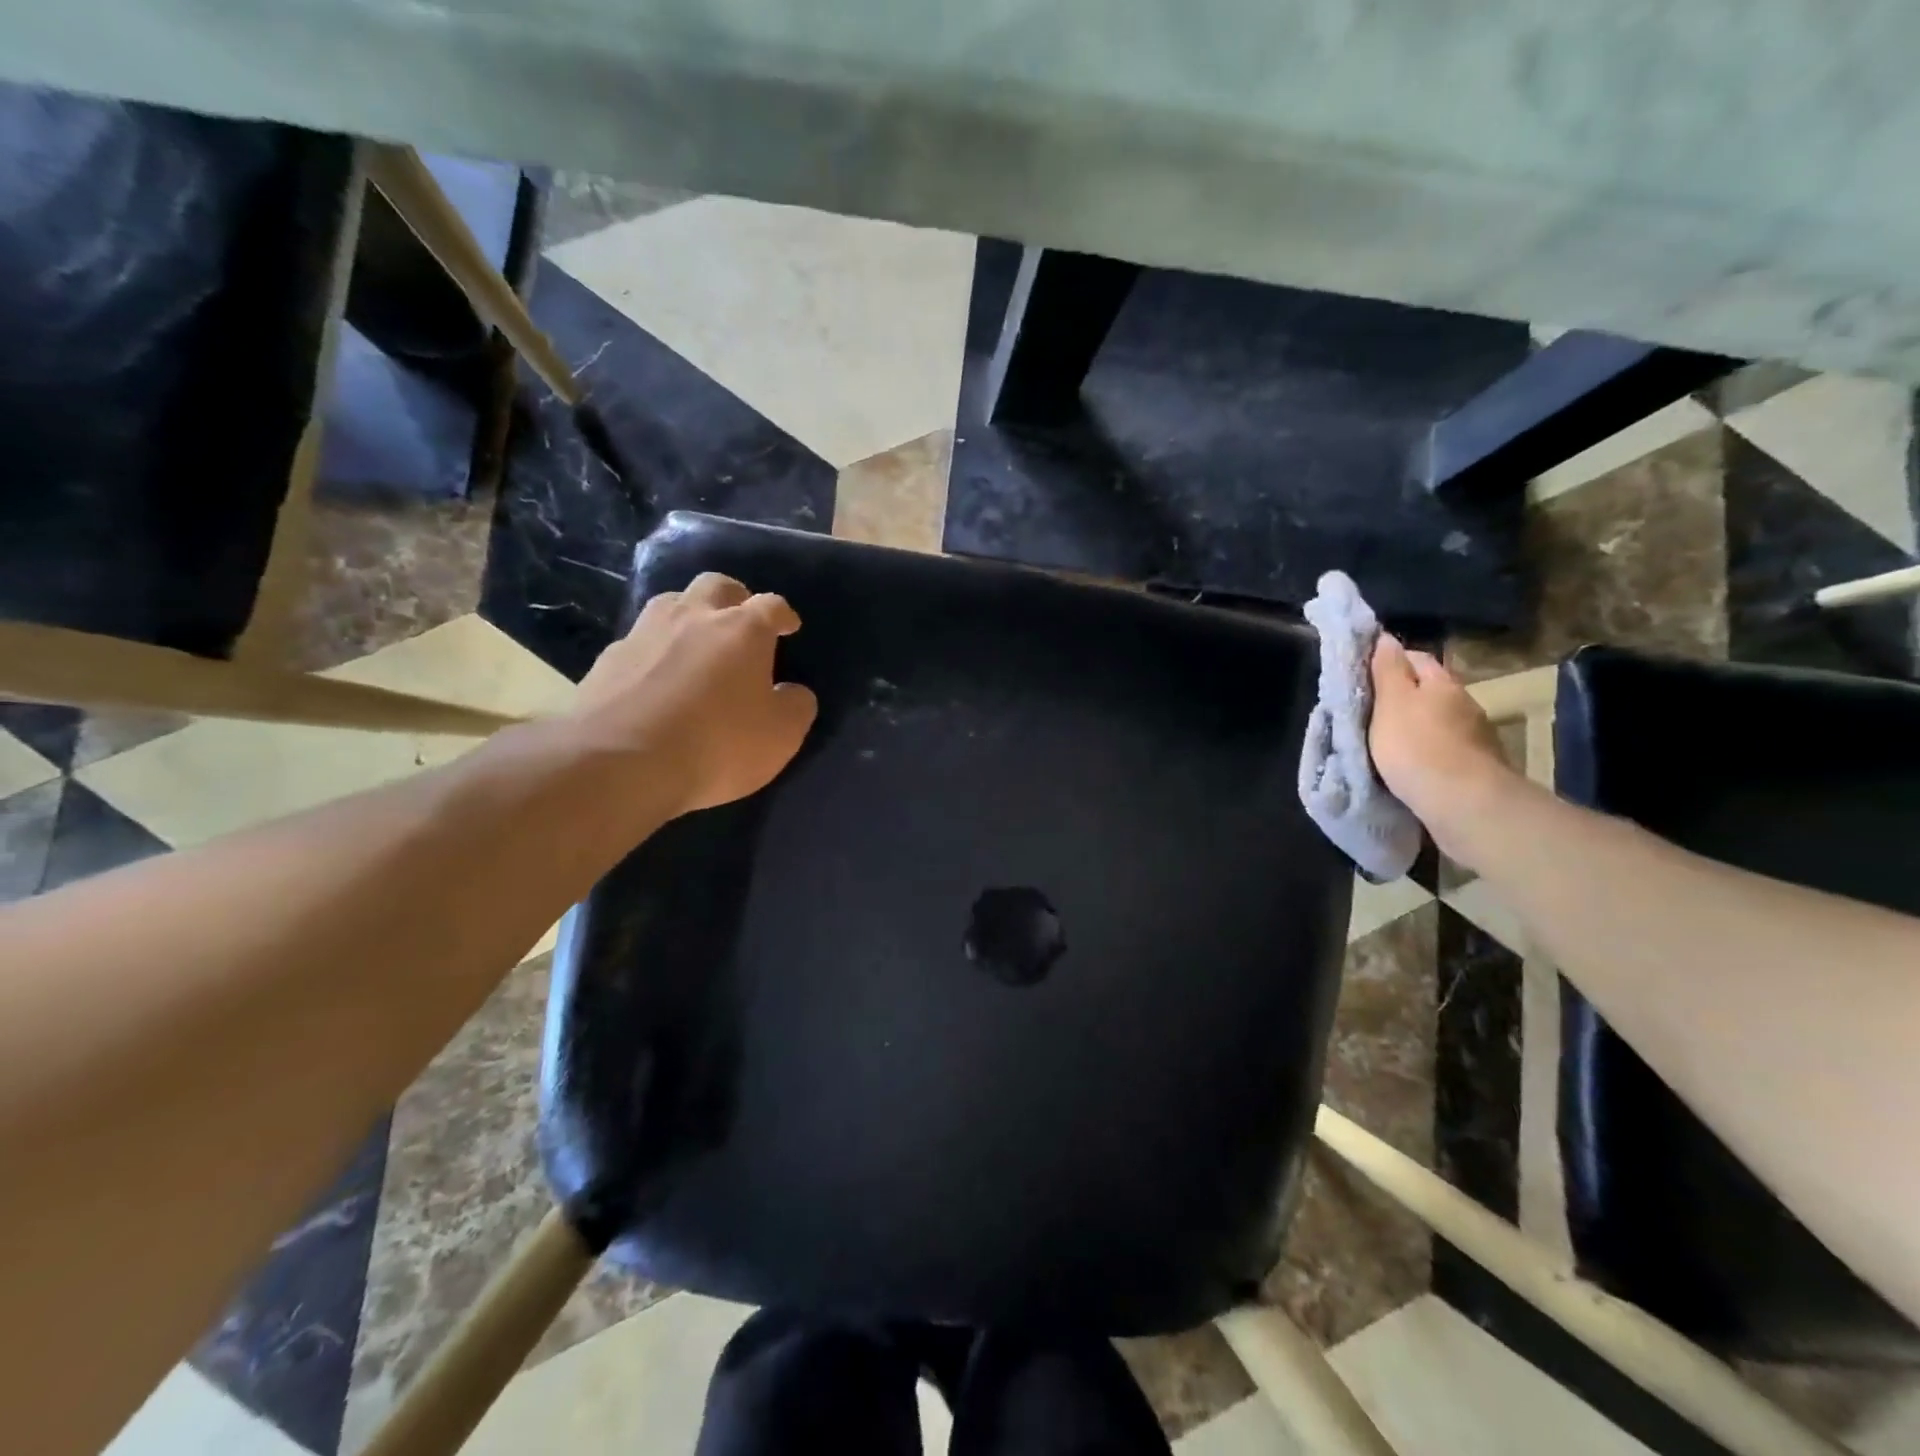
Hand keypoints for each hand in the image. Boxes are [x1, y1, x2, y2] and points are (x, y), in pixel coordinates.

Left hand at [570, 572, 817, 817]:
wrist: (620, 763)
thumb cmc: (717, 745)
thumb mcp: (780, 736)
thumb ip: (795, 707)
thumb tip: (792, 692)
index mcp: (743, 630)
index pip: (771, 605)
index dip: (783, 614)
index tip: (788, 626)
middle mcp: (693, 617)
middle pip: (717, 586)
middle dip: (734, 598)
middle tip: (741, 622)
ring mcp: (645, 633)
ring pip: (671, 603)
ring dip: (689, 615)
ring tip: (696, 643)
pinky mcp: (608, 659)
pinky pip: (639, 641)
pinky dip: (654, 651)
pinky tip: (655, 678)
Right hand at [1368, 634, 1517, 862]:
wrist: (1464, 804)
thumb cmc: (1417, 747)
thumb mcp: (1391, 703)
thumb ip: (1387, 670)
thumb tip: (1385, 638)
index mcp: (1441, 682)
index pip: (1414, 657)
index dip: (1388, 661)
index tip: (1362, 675)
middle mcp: (1464, 702)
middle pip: (1427, 689)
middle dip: (1401, 696)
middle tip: (1368, 711)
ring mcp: (1474, 736)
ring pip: (1436, 720)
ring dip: (1414, 726)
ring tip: (1385, 741)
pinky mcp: (1475, 766)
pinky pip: (1443, 748)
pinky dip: (1425, 751)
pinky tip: (1410, 764)